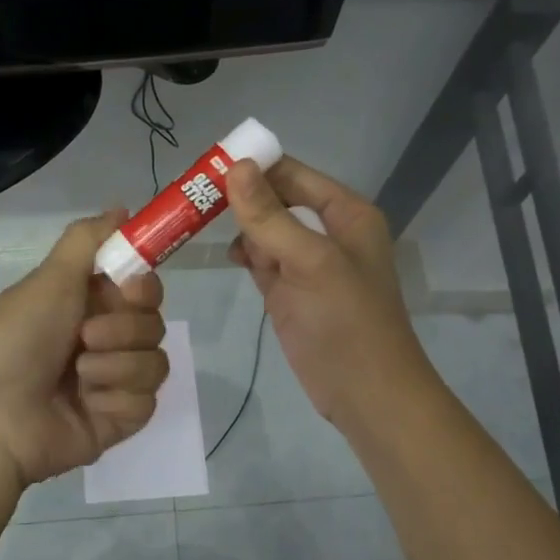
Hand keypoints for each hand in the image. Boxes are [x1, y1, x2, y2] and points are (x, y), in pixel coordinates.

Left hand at [0, 212, 168, 484]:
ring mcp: (113, 381)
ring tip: (78, 376)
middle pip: (154, 323)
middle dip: (123, 329)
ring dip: (116, 365)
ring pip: (155, 362)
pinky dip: (116, 399)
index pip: (142, 287)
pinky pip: (147, 402)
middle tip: (86, 336)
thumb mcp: (49, 279)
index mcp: (86, 304)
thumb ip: (89, 240)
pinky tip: (86, 404)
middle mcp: (104, 339)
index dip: (142, 286)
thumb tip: (123, 207)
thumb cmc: (16, 339)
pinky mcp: (119, 420)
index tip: (128, 289)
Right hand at [226, 157, 434, 428]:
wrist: (365, 393)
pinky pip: (264, 261)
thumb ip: (270, 216)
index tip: (207, 166)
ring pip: (266, 231)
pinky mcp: (291, 293)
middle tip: (193, 196)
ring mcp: (308, 264)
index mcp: (346, 214)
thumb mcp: (309, 261)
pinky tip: (230, 258)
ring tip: (201, 225)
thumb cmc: (345, 322)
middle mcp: (328, 232)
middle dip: (241, 199)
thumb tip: (237, 166)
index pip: (293, 174)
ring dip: (241, 229)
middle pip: (277, 200)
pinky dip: (247, 256)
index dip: (254, 167)